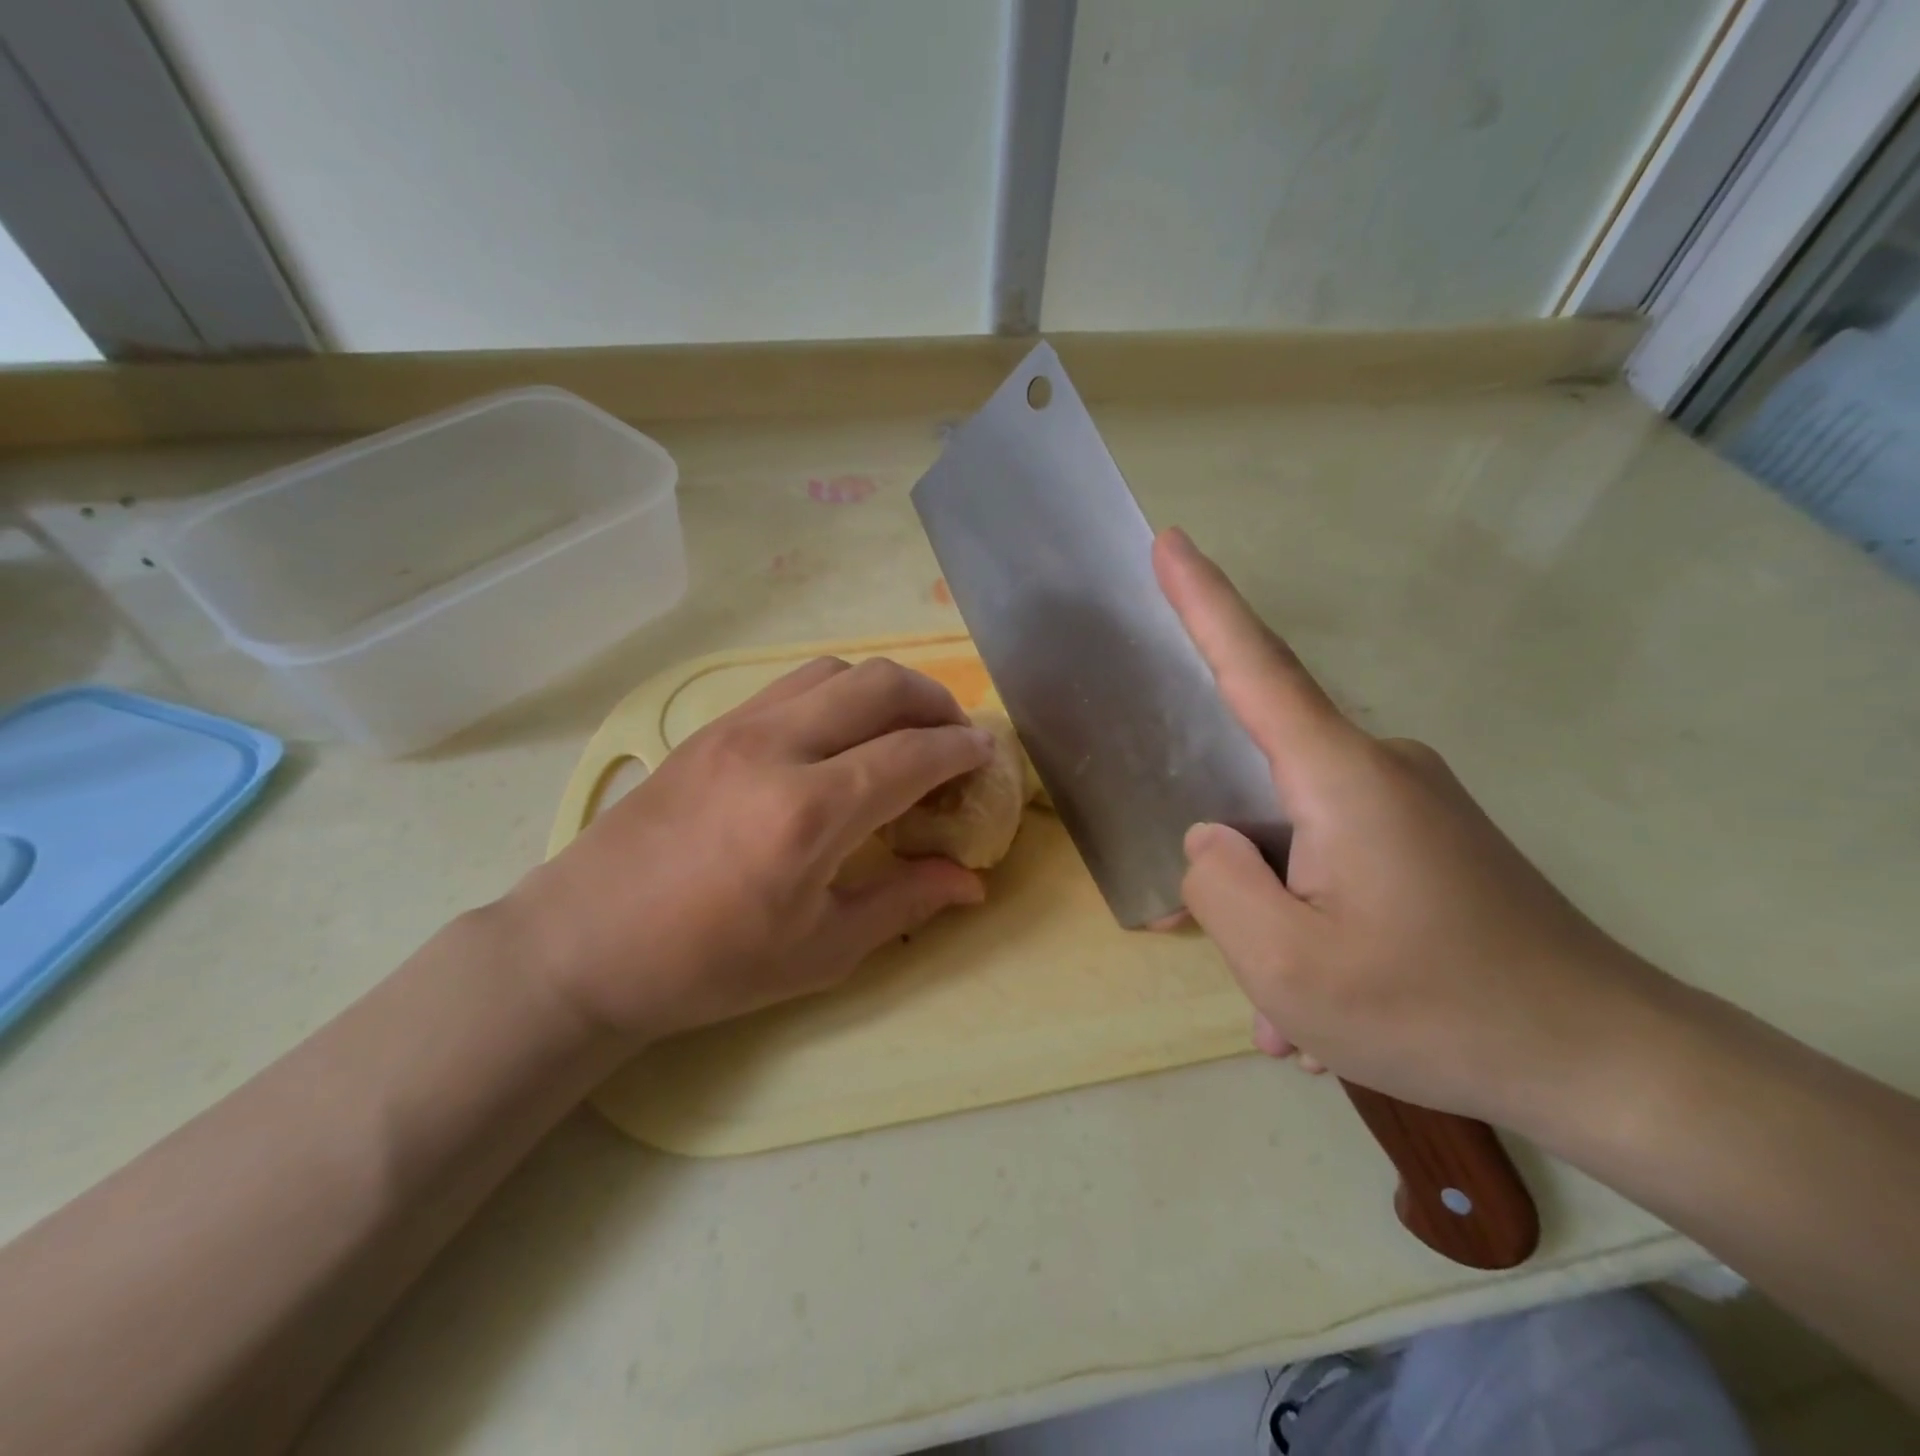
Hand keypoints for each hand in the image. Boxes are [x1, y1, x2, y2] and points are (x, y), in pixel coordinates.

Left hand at [503, 657, 992, 1041]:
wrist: (584, 944)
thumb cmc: (707, 965)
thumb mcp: (820, 950)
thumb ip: (904, 902)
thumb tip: (971, 881)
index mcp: (809, 813)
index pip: (911, 754)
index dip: (961, 750)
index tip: (986, 756)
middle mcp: (777, 748)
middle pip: (879, 684)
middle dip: (934, 700)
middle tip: (954, 736)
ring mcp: (737, 727)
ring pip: (834, 670)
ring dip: (884, 689)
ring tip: (902, 729)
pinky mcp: (711, 727)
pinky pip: (793, 685)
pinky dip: (838, 693)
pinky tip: (841, 736)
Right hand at [1154, 528, 1669, 1134]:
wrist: (1612, 1065)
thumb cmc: (1438, 1011)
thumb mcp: (1287, 969)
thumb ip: (1218, 885)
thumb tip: (1211, 839)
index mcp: (1342, 779)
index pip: (1256, 668)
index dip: (1205, 603)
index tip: (1170, 541)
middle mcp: (1379, 770)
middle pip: (1263, 787)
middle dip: (1240, 872)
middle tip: (1244, 965)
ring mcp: (1412, 805)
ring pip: (1300, 844)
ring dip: (1283, 922)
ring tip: (1298, 1022)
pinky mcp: (1431, 841)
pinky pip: (1339, 866)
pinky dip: (1320, 930)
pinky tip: (1333, 1019)